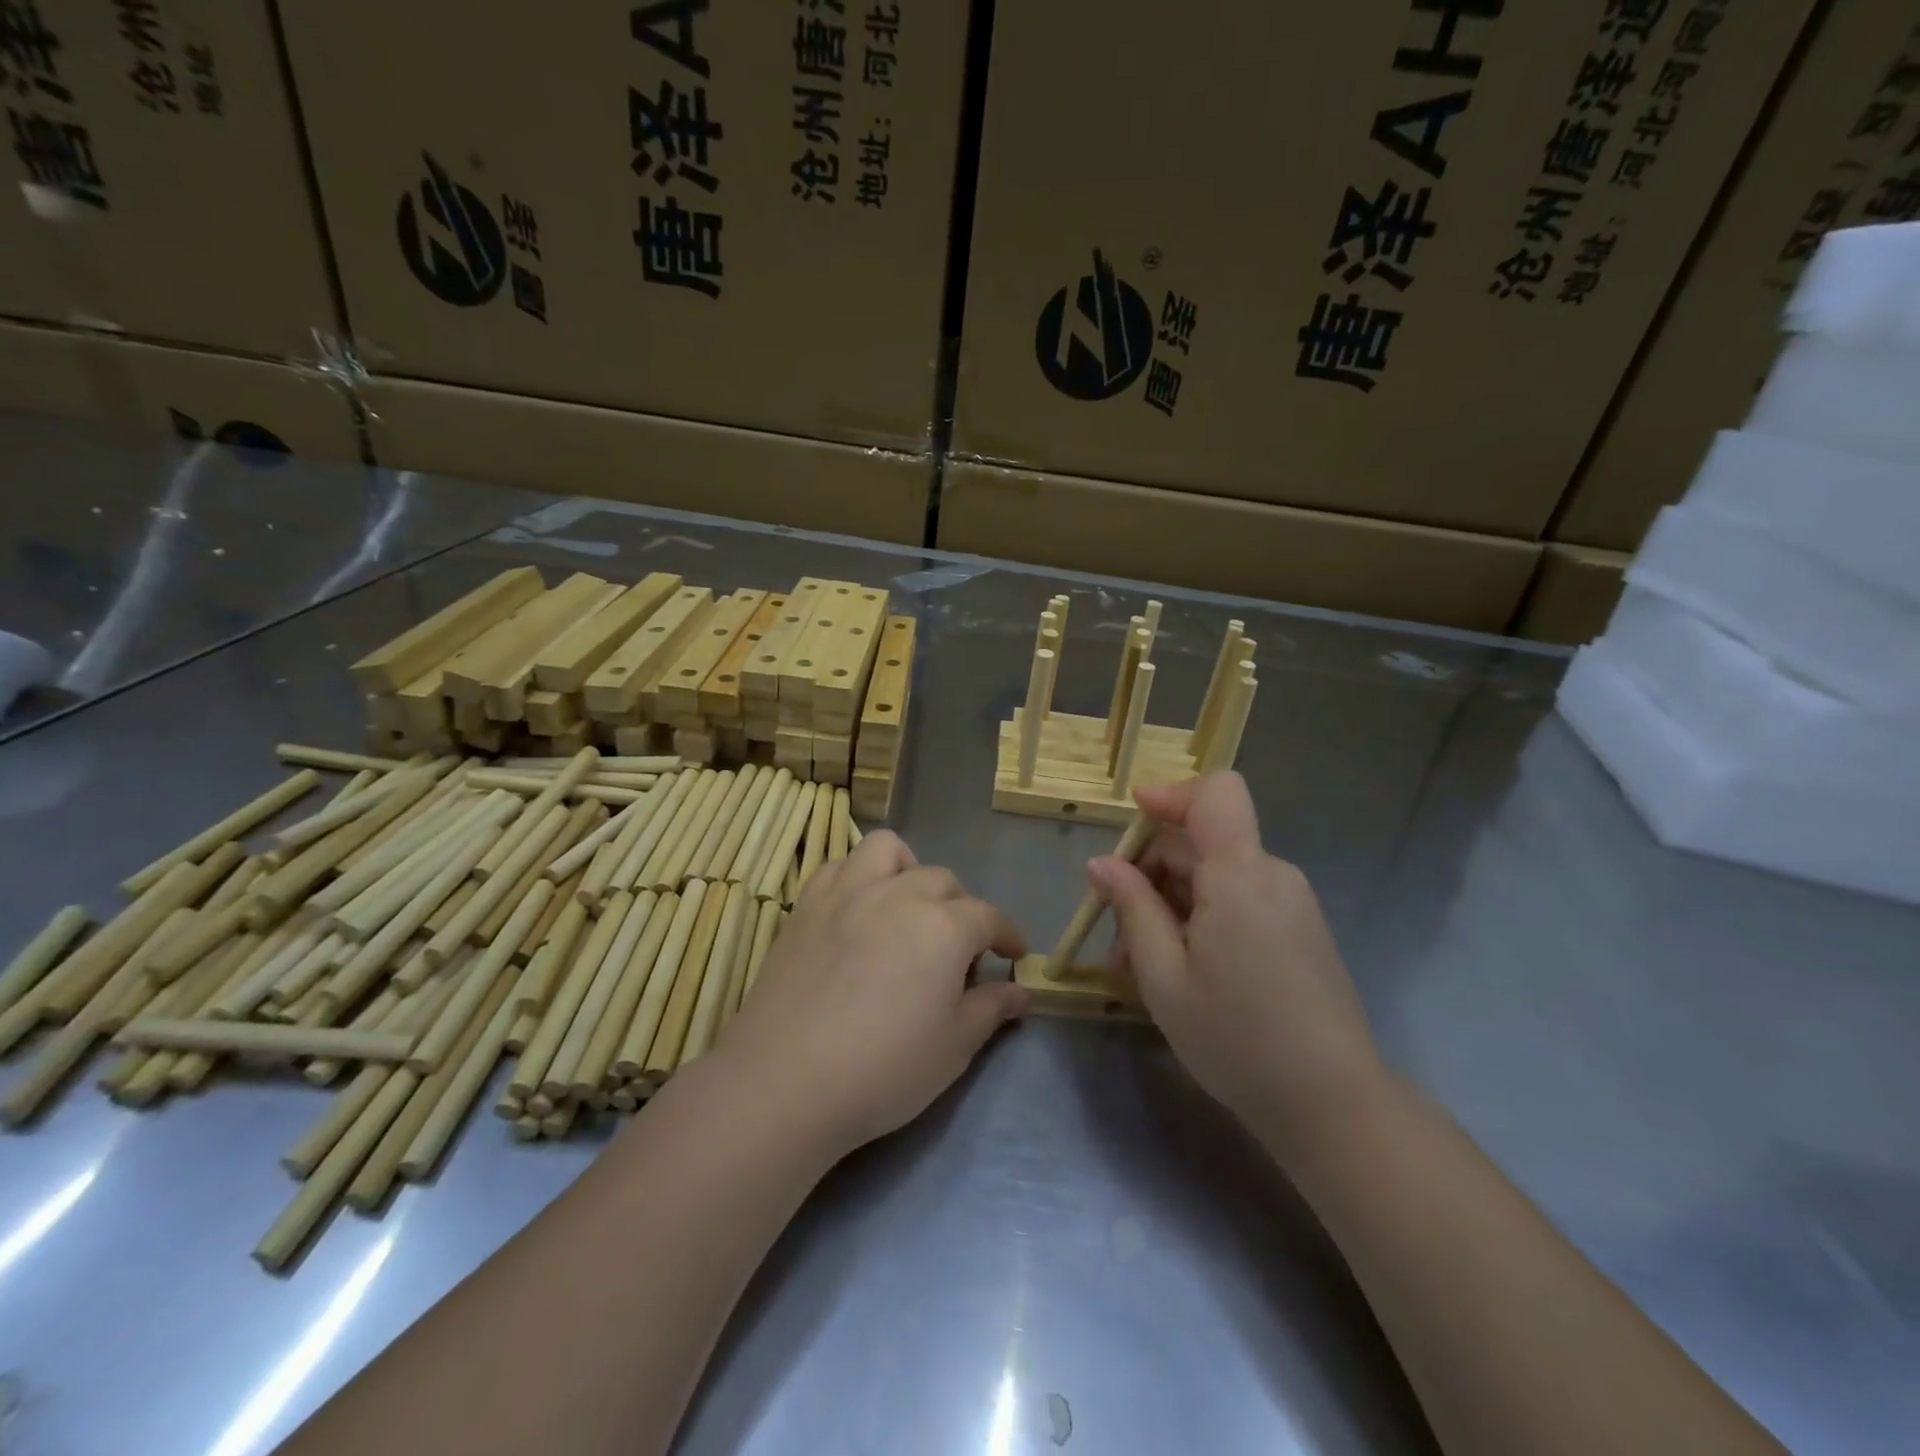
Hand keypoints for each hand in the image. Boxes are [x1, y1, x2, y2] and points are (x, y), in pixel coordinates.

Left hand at [715, 831, 1027, 1157]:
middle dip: (961, 908)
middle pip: (942, 880)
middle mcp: (898, 894)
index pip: (988, 917)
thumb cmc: (883, 1070)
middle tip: (956, 951)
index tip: (1013, 954)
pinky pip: (839, 866)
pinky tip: (857, 911)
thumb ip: (991, 1009)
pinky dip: (857, 877)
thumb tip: (1020, 991)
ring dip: (907, 870)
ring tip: (905, 907)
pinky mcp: (806, 906)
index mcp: (943, 926)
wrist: (785, 1082)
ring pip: (887, 851)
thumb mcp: (953, 1048)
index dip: (1006, 934)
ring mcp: (847, 893)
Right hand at [1088, 772, 1384, 1157]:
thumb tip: (1102, 863)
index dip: (1172, 794)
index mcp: (1241, 875)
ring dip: (1172, 902)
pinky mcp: (1300, 930)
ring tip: (1143, 965)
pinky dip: (1203, 917)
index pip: (1216, 793)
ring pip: (1217, 876)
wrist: (1333, 1105)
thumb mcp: (1164, 976)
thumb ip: (1132, 907)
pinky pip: (1241, 900)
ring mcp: (1292, 903)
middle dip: (1151, 873)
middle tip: (1117, 936)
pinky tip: (1183, 970)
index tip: (1132, 822)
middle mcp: (1273, 875)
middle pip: (1203, 841)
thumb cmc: (1236, 1038)